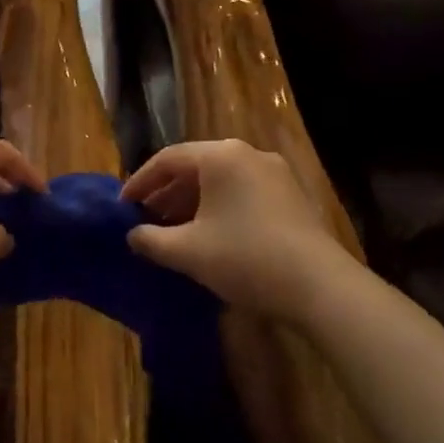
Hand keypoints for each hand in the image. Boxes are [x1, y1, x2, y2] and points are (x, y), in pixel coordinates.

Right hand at [122, 139, 342, 320]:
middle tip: (145, 220)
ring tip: (173, 231)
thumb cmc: (245, 258)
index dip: (140, 182)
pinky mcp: (291, 197)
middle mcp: (248, 154)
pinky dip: (218, 208)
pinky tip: (209, 236)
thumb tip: (133, 236)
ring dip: (191, 203)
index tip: (123, 206)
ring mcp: (274, 174)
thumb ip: (151, 240)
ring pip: (220, 181)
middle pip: (195, 167)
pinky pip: (242, 193)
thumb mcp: (188, 251)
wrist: (320, 287)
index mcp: (221, 156)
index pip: (168, 159)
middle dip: (166, 194)